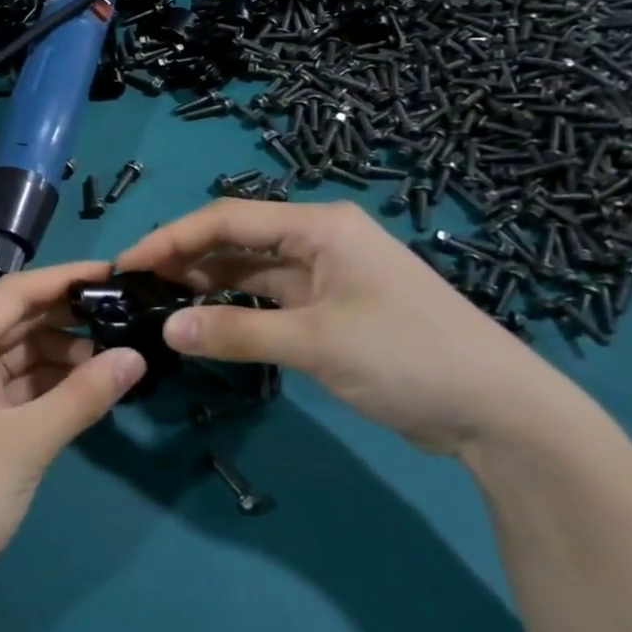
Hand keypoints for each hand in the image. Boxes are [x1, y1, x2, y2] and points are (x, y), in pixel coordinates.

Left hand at [0, 261, 146, 595]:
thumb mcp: (27, 442)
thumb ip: (83, 395)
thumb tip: (136, 356)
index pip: (13, 294)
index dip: (64, 279)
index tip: (113, 273)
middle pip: (15, 323)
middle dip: (67, 319)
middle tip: (125, 316)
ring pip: (17, 357)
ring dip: (61, 355)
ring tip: (115, 355)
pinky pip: (13, 389)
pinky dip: (47, 386)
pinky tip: (87, 386)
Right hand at [117, 200, 570, 454]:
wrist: (501, 413)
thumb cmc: (408, 357)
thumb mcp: (316, 343)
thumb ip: (236, 333)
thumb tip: (166, 331)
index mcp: (319, 226)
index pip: (228, 218)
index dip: (173, 238)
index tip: (129, 263)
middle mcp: (319, 240)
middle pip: (237, 240)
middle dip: (186, 258)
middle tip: (138, 285)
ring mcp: (327, 276)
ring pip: (251, 271)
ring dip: (208, 284)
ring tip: (159, 302)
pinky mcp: (332, 310)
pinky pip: (270, 300)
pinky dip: (236, 309)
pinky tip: (205, 323)